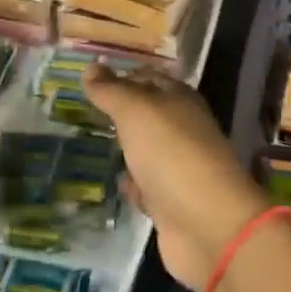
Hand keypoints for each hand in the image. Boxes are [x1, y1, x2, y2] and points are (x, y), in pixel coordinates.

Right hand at [85, 65, 267, 290]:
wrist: (206, 224)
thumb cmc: (171, 154)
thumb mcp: (137, 111)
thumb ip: (112, 91)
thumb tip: (91, 67)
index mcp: (180, 100)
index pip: (149, 78)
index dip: (124, 75)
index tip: (92, 78)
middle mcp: (183, 130)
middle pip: (149, 115)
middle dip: (122, 113)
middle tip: (84, 110)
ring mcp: (179, 168)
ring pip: (147, 151)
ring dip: (127, 148)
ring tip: (94, 143)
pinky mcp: (172, 203)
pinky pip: (147, 187)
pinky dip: (133, 185)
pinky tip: (116, 183)